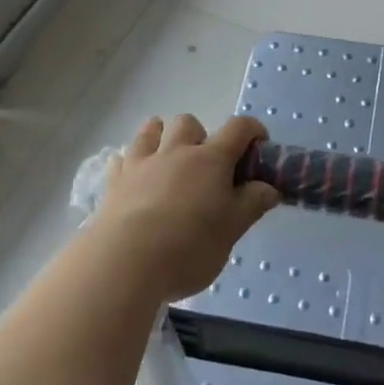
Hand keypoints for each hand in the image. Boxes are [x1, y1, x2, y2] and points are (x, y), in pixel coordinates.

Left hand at [89, 114, 281, 302]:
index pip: (238, 128)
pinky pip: (121, 158)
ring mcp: (142, 163)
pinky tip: (135, 180)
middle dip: (200, 136)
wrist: (126, 262)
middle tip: (206, 167)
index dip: (252, 130)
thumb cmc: (189, 247)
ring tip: (168, 161)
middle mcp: (177, 151)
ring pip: (151, 129)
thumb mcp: (232, 230)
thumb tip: (269, 188)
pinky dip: (131, 163)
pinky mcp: (115, 181)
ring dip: (162, 136)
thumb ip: (252, 204)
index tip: (258, 147)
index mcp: (211, 160)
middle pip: (189, 122)